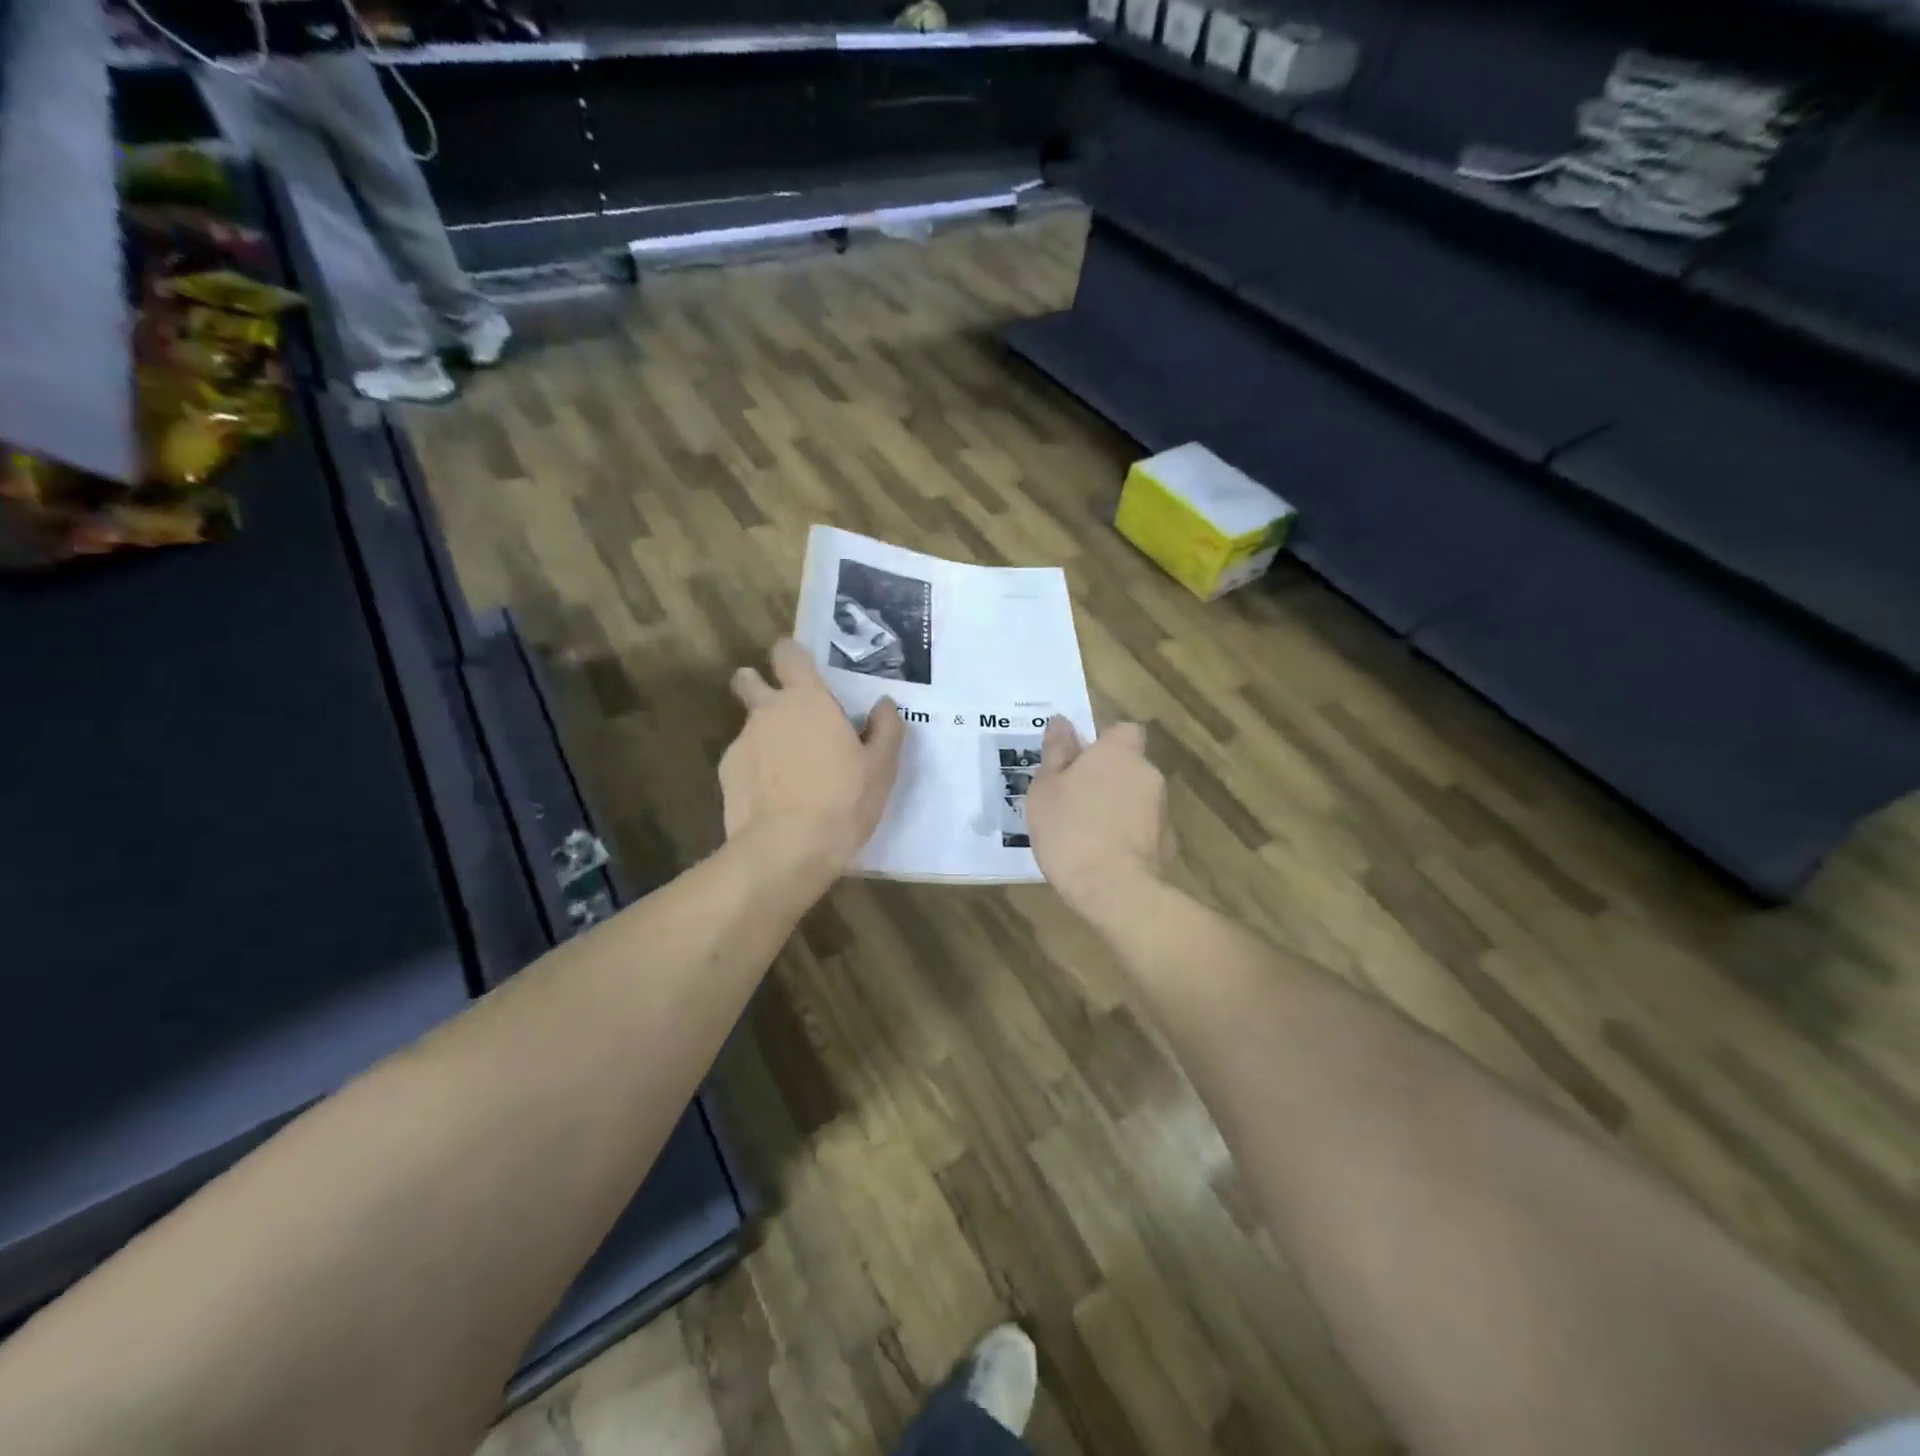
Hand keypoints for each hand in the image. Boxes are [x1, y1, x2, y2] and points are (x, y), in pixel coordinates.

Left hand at [724, 639, 903, 874]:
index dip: (792, 656)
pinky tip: (774, 797)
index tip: (803, 670)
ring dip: (765, 737)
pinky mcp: (726, 774)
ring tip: (789, 772)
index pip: (787, 653)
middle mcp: (768, 711)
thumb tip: (884, 705)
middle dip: (757, 685)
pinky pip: (743, 760)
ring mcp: (742, 742)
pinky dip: (756, 770)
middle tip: (785, 711)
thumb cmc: (843, 801)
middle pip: (748, 680)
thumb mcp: (881, 767)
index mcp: (807, 700)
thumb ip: (886, 729)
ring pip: (749, 726)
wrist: (787, 849)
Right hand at [1026, 717, 1171, 915]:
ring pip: (1135, 798)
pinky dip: (1127, 836)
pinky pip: (1142, 829)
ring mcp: (1162, 810)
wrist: (1113, 889)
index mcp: (1118, 753)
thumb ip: (1056, 752)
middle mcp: (1147, 774)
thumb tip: (1061, 722)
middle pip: (1128, 766)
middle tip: (1073, 801)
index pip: (1123, 731)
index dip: (1104, 743)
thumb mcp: (1046, 789)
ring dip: (1116, 808)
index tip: (1080, 762)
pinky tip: (1103, 856)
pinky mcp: (1168, 843)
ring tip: (1085, 834)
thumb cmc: (1070, 830)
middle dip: (1107, 778)